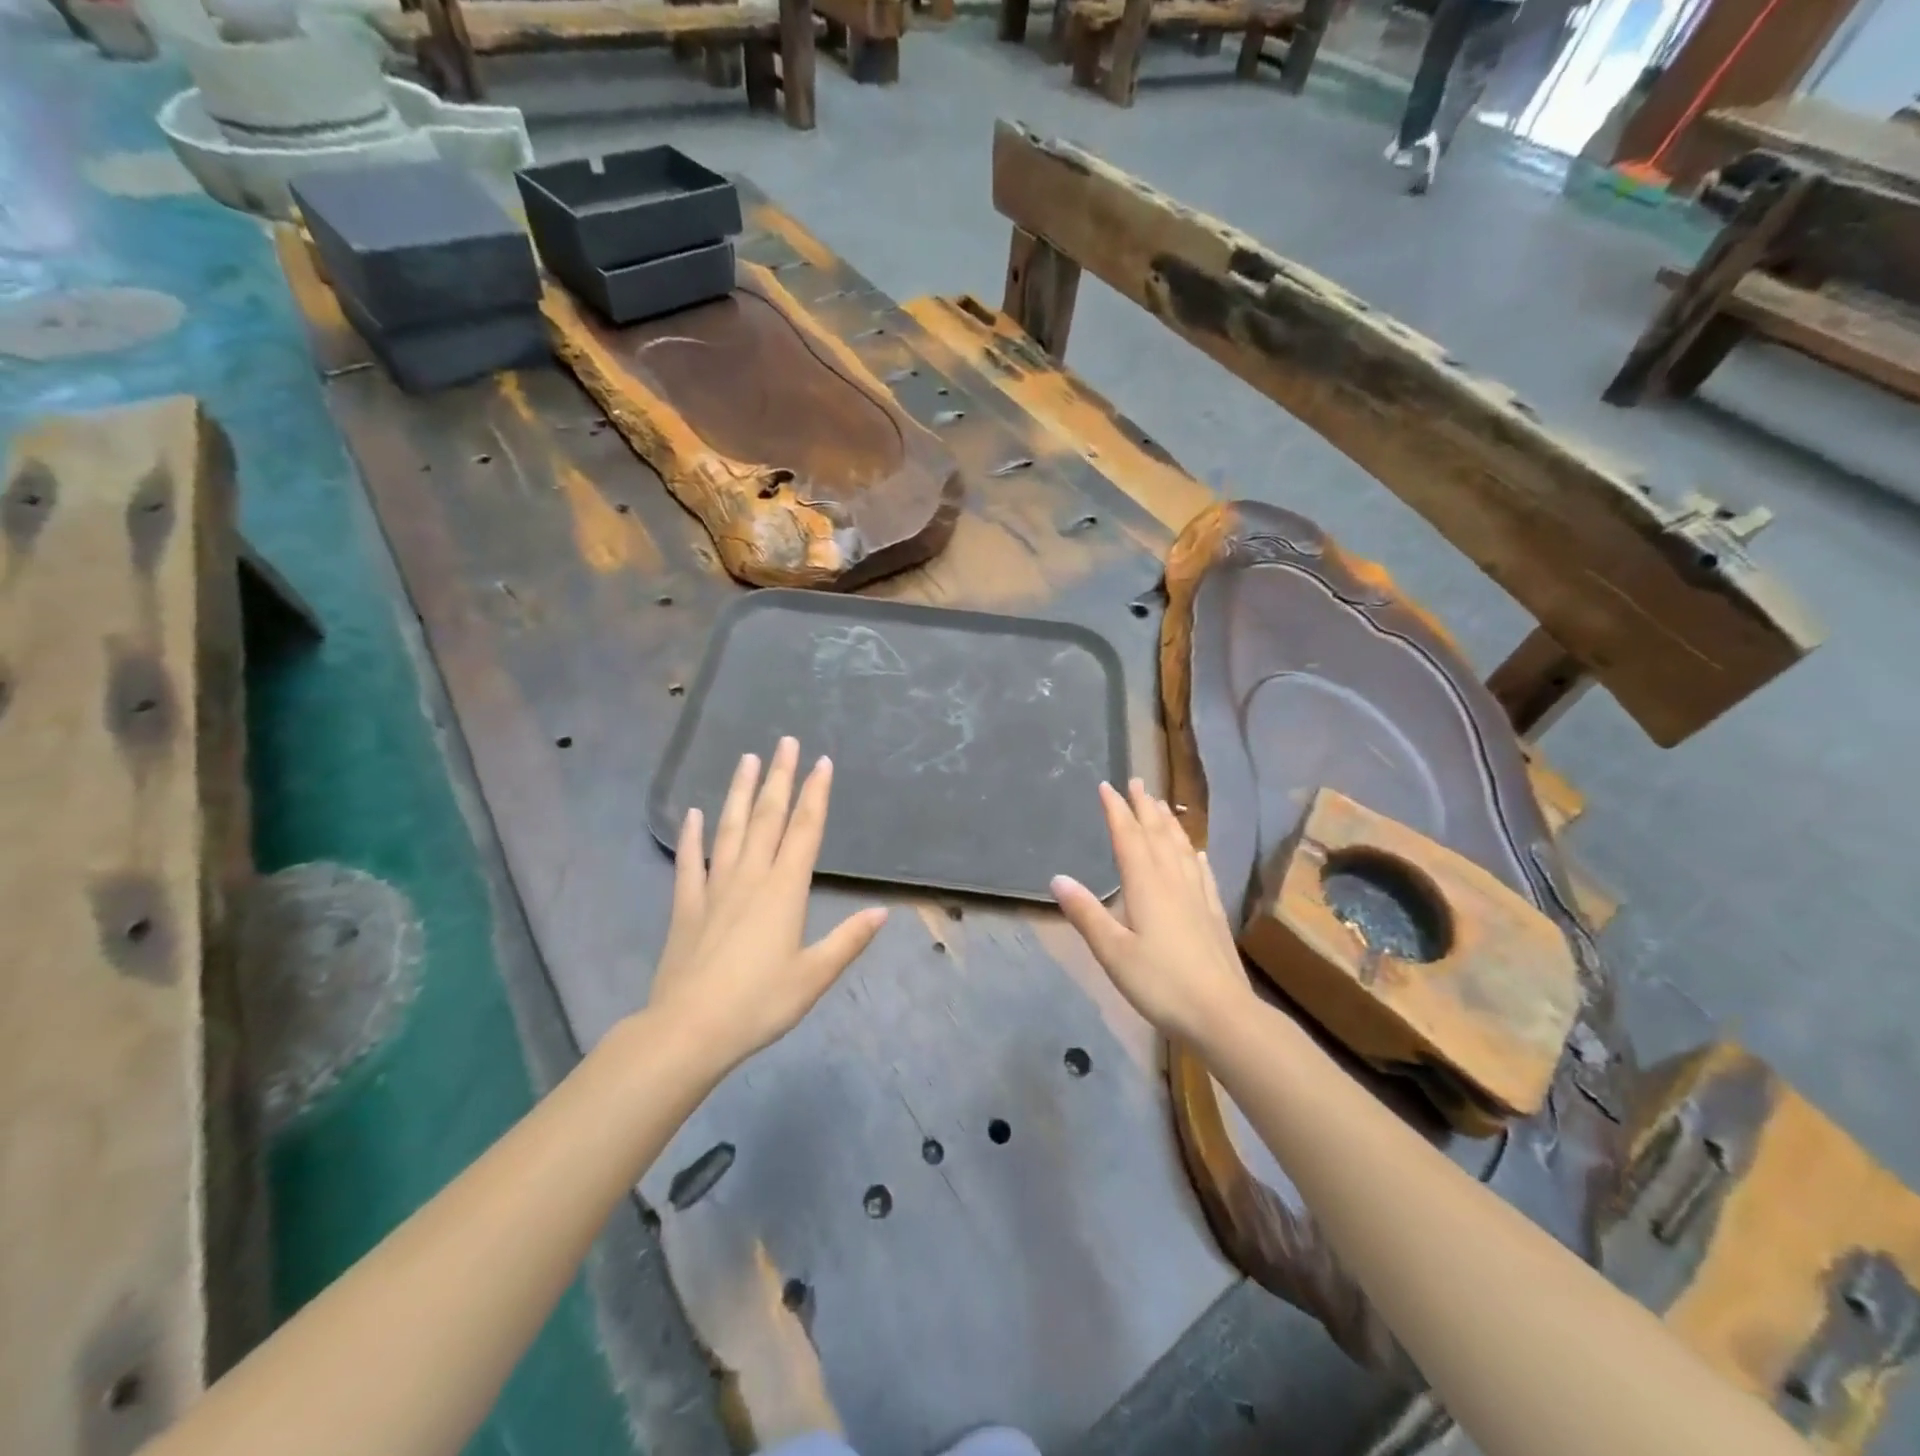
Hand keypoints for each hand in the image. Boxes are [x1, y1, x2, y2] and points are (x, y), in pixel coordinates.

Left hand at [648, 737, 887, 1072]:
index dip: (815, 795)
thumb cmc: (759, 1003)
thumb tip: (882, 912)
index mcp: (784, 890)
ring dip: (740, 793)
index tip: (822, 762)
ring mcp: (714, 888)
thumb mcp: (814, 976)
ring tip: (746, 759)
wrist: (689, 1030)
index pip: (804, 831)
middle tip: (785, 742)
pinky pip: (690, 863)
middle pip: (767, 818)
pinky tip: (694, 814)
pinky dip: (692, 836)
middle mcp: (750, 878)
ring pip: (730, 829)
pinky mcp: (686, 906)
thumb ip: (848, 940)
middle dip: (779, 778)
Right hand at [1051, 779, 1253, 1045]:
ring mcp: (1198, 896)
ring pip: (1181, 848)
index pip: (1128, 837)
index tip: (1107, 786)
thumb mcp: (1113, 952)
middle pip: (1157, 835)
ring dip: (1169, 824)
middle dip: (1145, 807)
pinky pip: (1203, 874)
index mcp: (1146, 886)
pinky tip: (1196, 853)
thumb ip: (1086, 913)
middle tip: (1137, 782)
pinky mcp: (1214, 914)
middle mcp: (1173, 882)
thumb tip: (1058, 878)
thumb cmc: (1160, 983)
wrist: (1222, 1014)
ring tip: (1162, 805)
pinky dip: (1194, 856)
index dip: (1117, 810)